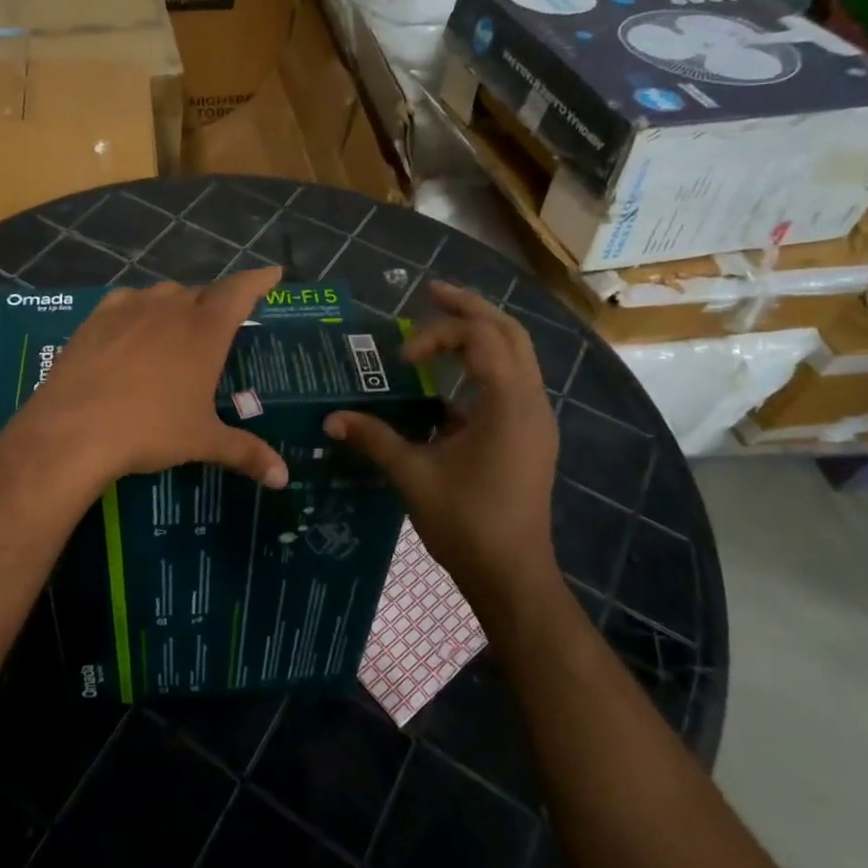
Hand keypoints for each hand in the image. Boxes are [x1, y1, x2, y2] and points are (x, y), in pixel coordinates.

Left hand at [14, 267, 289, 494]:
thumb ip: (246, 452)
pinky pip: (127, 302)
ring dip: (177, 306)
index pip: (241, 291)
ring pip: (164, 294)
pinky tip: (133, 329)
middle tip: (221, 326)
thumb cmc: (150, 430)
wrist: (75, 429)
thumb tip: (282, 478)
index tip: (273, 273)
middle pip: (202, 293)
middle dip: (216, 304)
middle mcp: (171, 307)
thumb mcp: (202, 441)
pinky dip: (139, 310)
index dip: (259, 280)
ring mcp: (131, 308)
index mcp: (205, 330)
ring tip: (177, 331)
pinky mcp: (97, 317)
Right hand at [324, 281, 560, 627]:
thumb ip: (374, 439)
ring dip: (480, 335)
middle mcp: (531, 402)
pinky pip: (511, 383)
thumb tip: (331, 419)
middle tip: (431, 292)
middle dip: (470, 308)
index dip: (439, 333)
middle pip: (510, 333)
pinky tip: (447, 385)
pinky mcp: (530, 437)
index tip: (402, 358)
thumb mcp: (413, 475)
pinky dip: (483, 368)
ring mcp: (535, 420)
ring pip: (516, 356)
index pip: (481, 338)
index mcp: (509, 404)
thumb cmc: (466, 522)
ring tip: (441, 323)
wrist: (512, 575)